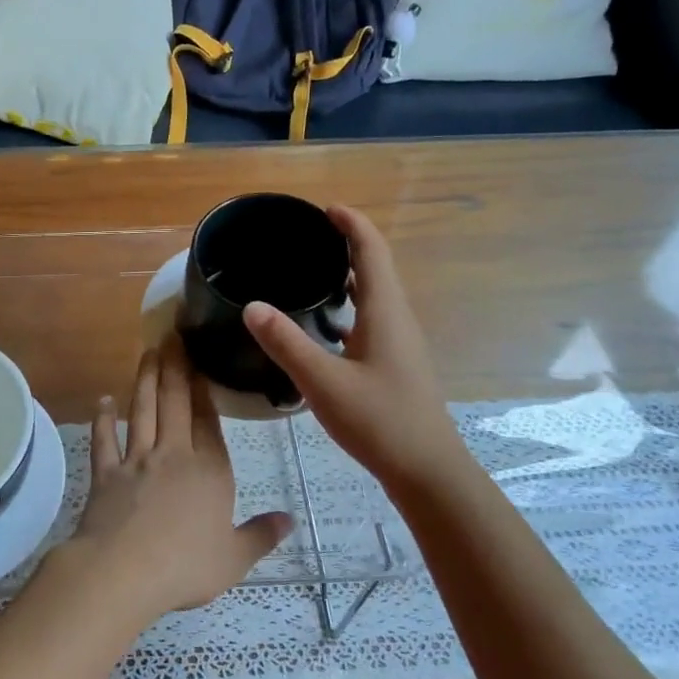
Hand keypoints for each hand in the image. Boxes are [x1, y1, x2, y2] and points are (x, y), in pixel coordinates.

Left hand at [48, 339, 290, 624]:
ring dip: (145, 381)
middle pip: (175, 404)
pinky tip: (103, 401)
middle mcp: (173, 456)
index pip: (208, 421)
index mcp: (210, 471)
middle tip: (171, 336)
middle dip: (175, 369)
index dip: (204, 389)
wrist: (124, 571)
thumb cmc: (186, 566)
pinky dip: (103, 419)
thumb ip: (261, 535)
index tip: (200, 361)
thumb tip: (290, 520)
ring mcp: (136, 461)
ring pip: (142, 412)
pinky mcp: (106, 474)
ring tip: (148, 352)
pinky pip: (104, 441)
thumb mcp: (235, 558)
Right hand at [244, 206, 470, 495]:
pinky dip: (348, 308)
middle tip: (306, 238)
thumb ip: (287, 343)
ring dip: (348, 276)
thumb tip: (252, 305)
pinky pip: (371, 320)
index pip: (372, 250)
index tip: (323, 208)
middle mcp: (397, 319)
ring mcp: (399, 343)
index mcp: (385, 312)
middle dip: (346, 245)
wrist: (426, 470)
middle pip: (376, 267)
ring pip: (374, 296)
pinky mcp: (394, 364)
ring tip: (310, 273)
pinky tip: (324, 327)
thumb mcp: (324, 382)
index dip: (351, 223)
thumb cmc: (379, 421)